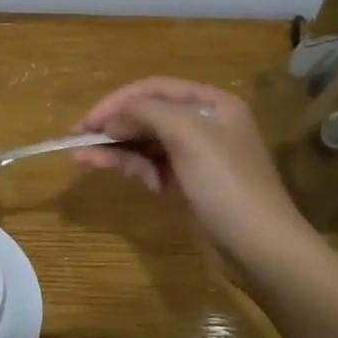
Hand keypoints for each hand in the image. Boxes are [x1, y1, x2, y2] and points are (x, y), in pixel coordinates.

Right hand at [73, 77, 327, 287]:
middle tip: (77, 136)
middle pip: (147, 113)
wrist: (261, 248)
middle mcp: (204, 124)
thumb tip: (112, 116)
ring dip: (112, 145)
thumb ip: (147, 112)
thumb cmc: (227, 183)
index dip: (117, 100)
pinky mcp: (186, 185)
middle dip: (112, 122)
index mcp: (212, 104)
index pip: (154, 88)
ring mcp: (194, 157)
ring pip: (144, 141)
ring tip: (78, 154)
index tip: (88, 120)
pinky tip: (99, 165)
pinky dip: (125, 164)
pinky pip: (148, 165)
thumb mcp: (188, 135)